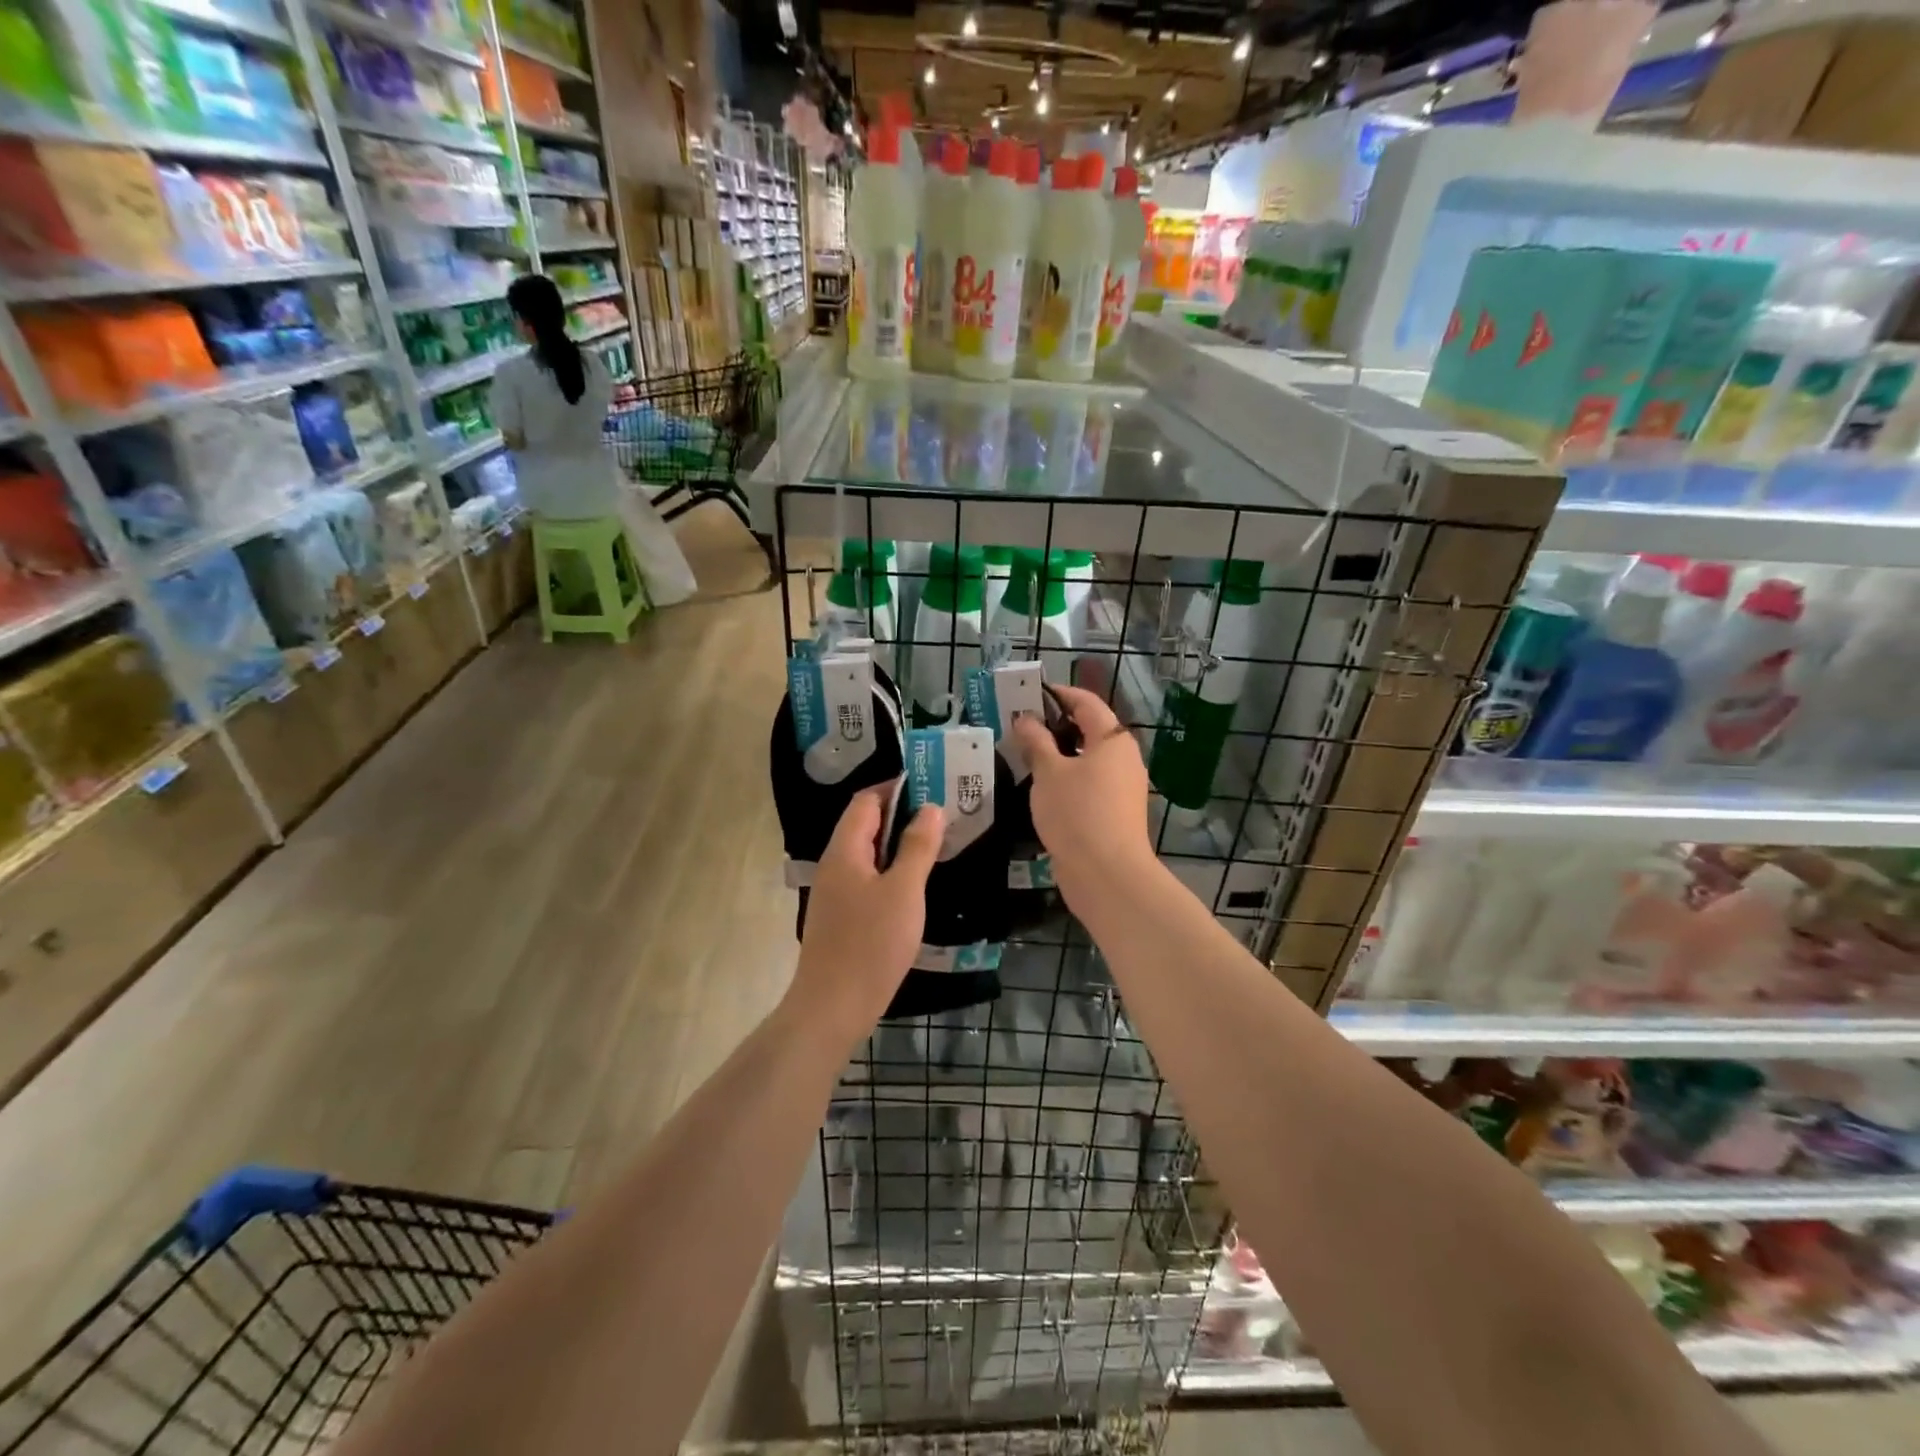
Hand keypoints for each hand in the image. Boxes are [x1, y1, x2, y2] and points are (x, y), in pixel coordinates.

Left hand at [791, 788, 943, 1043]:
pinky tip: (915, 885)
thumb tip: (929, 808)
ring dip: (898, 844)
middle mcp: (834, 865)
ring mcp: (835, 894)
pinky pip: (867, 879)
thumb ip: (917, 847)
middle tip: (942, 814)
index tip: (931, 785)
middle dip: (901, 814)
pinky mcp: (842, 918)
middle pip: (864, 825)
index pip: (866, 801)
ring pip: (867, 855)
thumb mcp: (904, 891)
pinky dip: (891, 871)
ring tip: (935, 843)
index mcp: (844, 851)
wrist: (833, 1007)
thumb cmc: (871, 944)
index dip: (895, 788)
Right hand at [1010, 685, 1156, 906]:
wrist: (1106, 874)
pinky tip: (1041, 788)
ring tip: (1024, 755)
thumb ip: (1036, 742)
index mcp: (1113, 739)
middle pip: (1090, 730)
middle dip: (1056, 725)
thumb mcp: (1049, 773)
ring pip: (1088, 760)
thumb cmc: (1077, 813)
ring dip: (1059, 755)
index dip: (1059, 694)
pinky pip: (1089, 784)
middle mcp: (1124, 758)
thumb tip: (1025, 719)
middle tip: (1020, 725)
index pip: (1087, 702)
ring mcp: (1122, 788)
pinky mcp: (1115, 813)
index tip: (1031, 693)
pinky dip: (1067, 779)